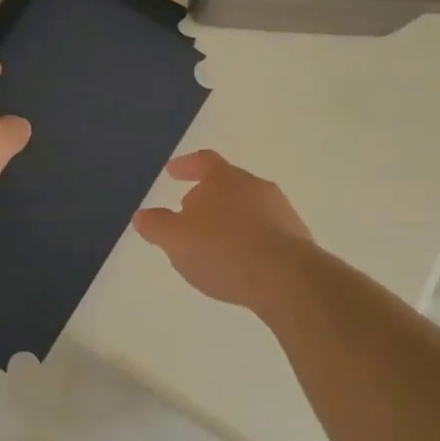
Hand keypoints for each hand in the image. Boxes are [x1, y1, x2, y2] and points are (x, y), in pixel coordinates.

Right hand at [132, 150, 312, 309]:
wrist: (287, 279)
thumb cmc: (223, 251)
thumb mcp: (176, 240)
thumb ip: (157, 226)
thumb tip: (142, 216)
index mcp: (224, 179)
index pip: (203, 161)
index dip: (186, 165)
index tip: (173, 172)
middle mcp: (255, 186)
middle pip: (228, 183)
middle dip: (207, 196)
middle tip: (189, 213)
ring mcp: (280, 211)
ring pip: (248, 207)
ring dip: (230, 219)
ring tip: (215, 243)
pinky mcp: (297, 238)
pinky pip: (266, 231)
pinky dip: (249, 239)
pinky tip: (241, 261)